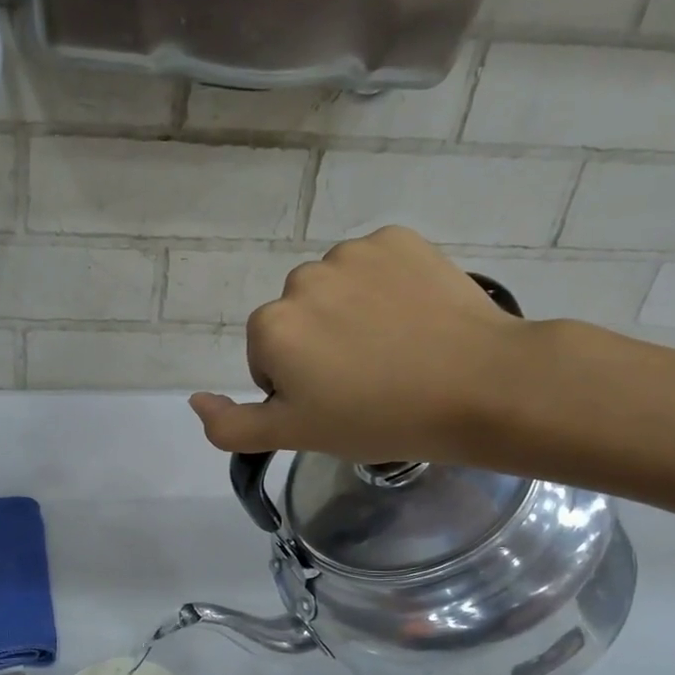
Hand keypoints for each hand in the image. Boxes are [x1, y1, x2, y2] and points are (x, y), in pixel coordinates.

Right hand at [188, 227, 532, 464]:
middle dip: (318, 346)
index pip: (267, 358)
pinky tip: (413, 317)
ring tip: (394, 349)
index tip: (336, 403)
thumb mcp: (295, 436)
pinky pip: (373, 264)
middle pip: (297, 319)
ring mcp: (352, 252)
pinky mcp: (399, 238)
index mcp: (270, 326)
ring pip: (334, 289)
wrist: (480, 386)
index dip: (297, 386)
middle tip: (366, 380)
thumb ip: (232, 426)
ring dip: (349, 314)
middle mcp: (301, 279)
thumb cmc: (379, 419)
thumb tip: (193, 401)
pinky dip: (385, 286)